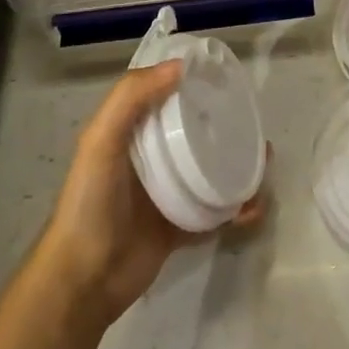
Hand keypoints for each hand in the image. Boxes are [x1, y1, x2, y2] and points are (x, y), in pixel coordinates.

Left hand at [33, 59, 266, 327]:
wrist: (85, 281)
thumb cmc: (91, 203)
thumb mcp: (101, 141)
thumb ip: (131, 98)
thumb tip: (180, 67)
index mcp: (130, 132)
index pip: (164, 96)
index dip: (191, 83)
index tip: (224, 76)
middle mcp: (150, 158)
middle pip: (194, 132)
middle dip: (224, 124)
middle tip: (253, 121)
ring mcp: (167, 193)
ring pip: (209, 169)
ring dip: (237, 164)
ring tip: (263, 162)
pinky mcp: (180, 226)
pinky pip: (215, 212)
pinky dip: (236, 208)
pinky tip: (254, 206)